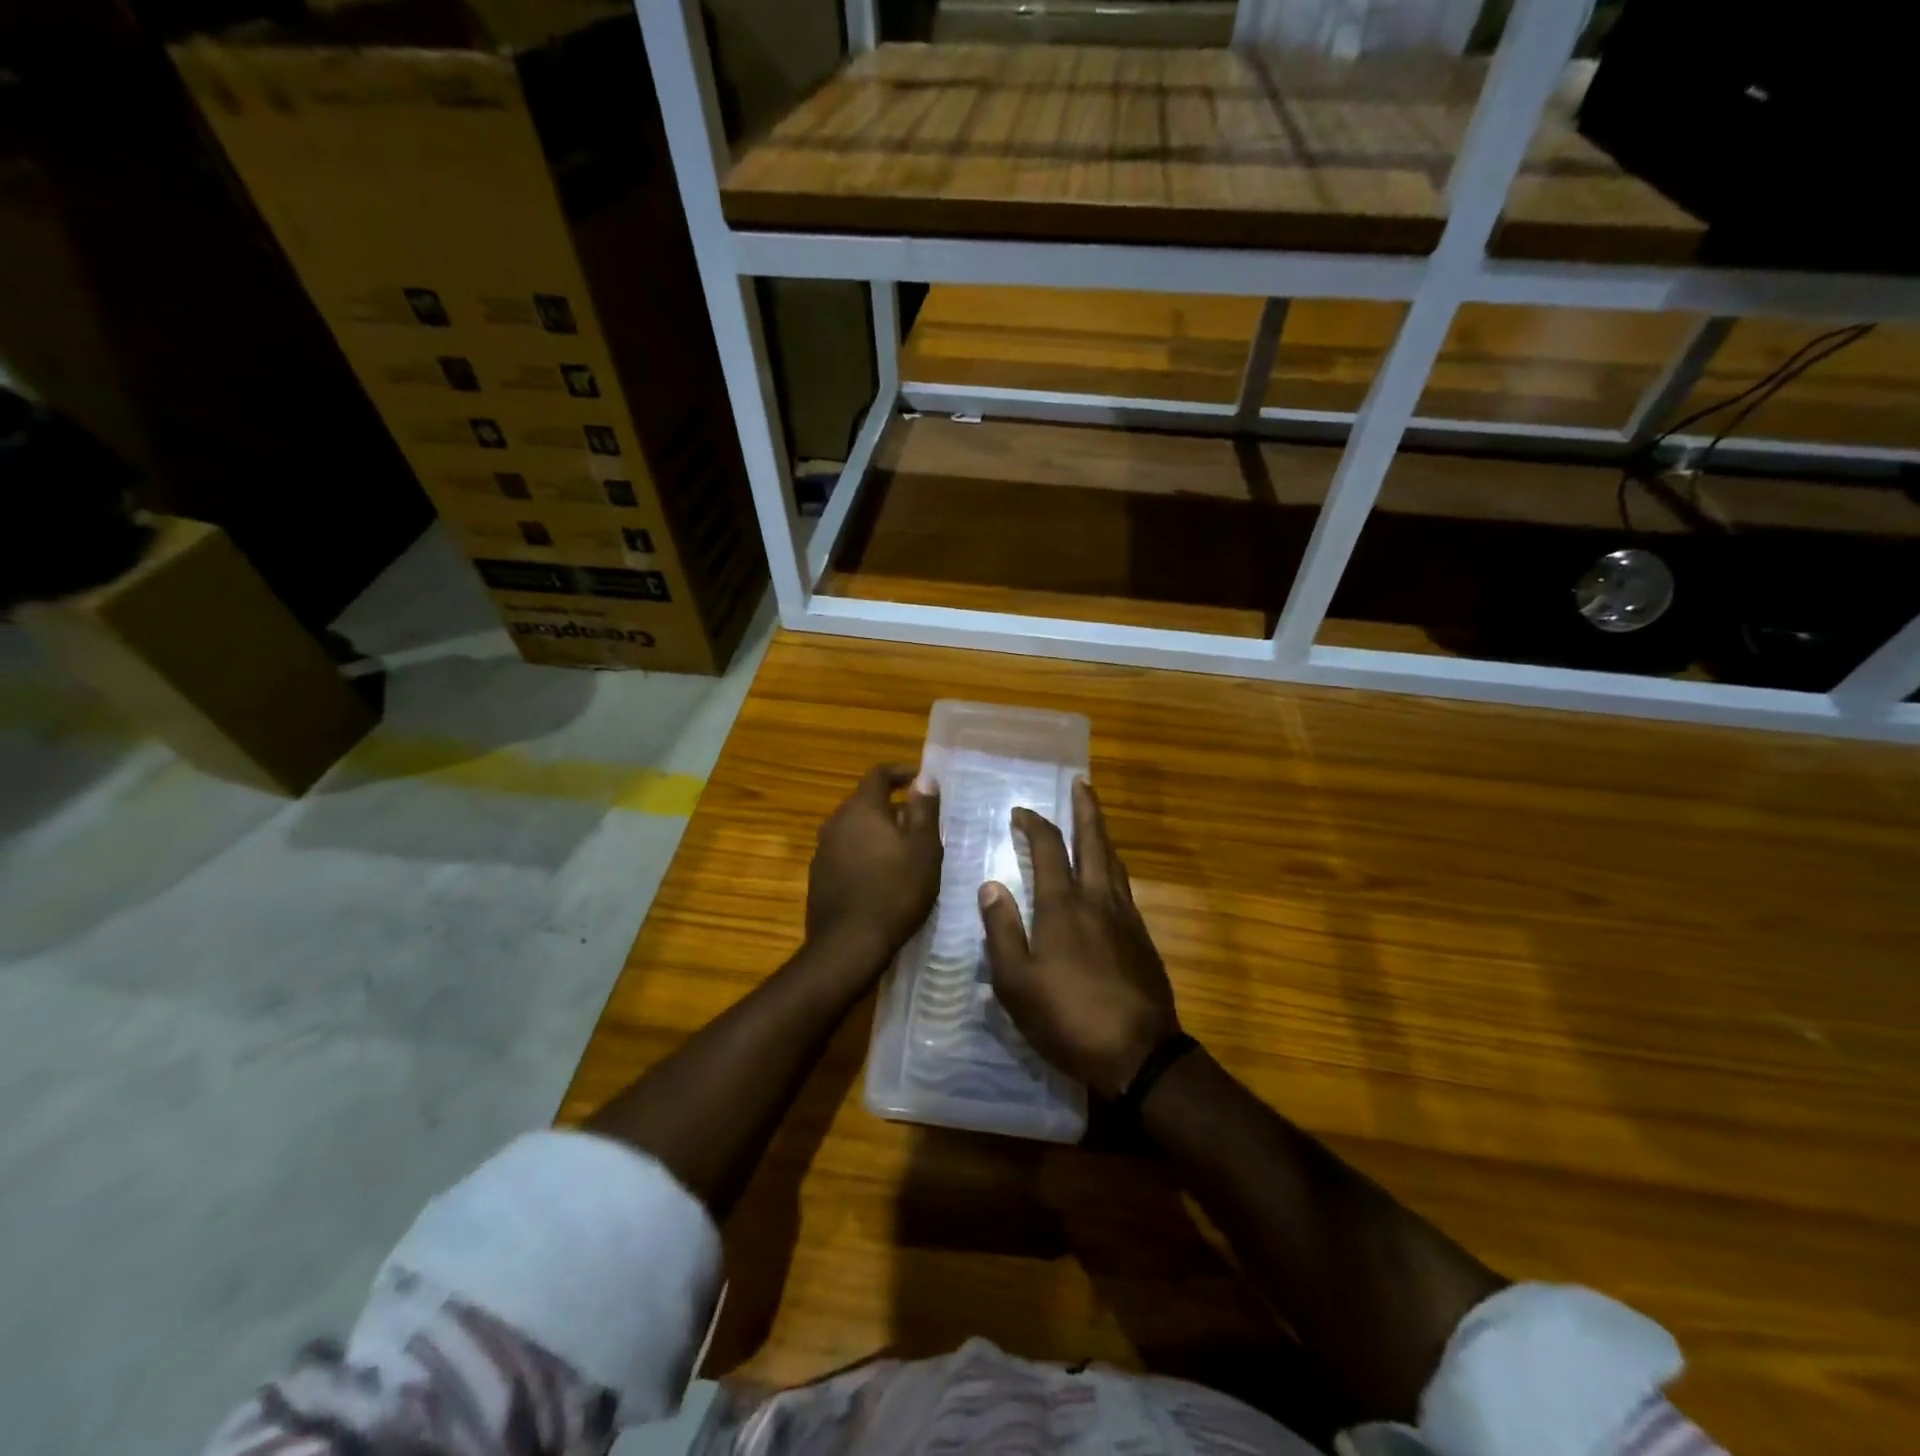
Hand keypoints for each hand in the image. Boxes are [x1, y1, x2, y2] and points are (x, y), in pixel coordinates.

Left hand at [806, 764, 941, 969]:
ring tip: (905, 851)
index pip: (879, 774)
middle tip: (921, 823)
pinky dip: (865, 853)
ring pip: (855, 829)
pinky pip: (846, 852)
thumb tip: (924, 777)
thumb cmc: (895, 891)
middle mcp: (836, 822)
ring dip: (879, 832)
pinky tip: (882, 876)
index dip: (901, 772)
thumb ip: (924, 809)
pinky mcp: (819, 876)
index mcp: (861, 809)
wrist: (848, 945)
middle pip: (866, 802)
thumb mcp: (923, 849)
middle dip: (893, 806)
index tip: (921, 780)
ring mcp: (823, 850)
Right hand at [979, 780, 1180, 1098]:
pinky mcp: (1142, 938)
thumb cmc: (1067, 1018)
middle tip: (1082, 784)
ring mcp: (1126, 917)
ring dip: (1103, 834)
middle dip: (1087, 809)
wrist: (1138, 1054)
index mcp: (1063, 906)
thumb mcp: (1016, 983)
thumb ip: (1002, 930)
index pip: (1050, 848)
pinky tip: (1108, 877)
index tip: (1021, 812)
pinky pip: (1125, 886)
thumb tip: (991, 885)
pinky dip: (1113, 866)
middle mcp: (1098, 900)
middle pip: (1095, 841)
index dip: (1035, 824)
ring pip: (1115, 862)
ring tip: (1094, 821)